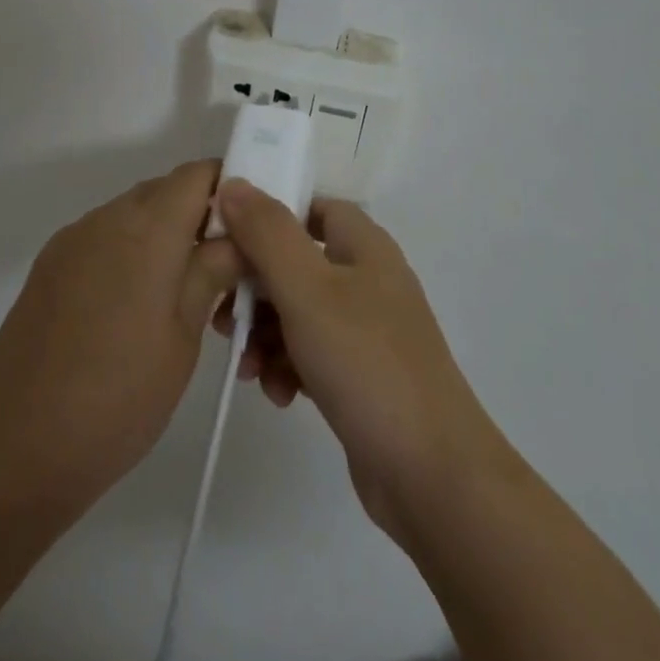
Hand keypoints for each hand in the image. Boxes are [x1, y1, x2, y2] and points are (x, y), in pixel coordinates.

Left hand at [0, 161, 243, 513]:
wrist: (15, 446)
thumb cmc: (118, 397)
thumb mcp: (183, 337)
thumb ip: (211, 272)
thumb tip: (236, 236)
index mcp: (147, 230)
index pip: (197, 174)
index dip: (229, 188)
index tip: (250, 228)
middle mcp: (106, 219)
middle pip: (164, 190)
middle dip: (199, 215)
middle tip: (222, 269)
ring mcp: (72, 240)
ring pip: (131, 214)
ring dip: (162, 235)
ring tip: (178, 295)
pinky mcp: (49, 266)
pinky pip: (102, 237)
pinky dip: (128, 252)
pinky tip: (132, 308)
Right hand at [212, 180, 509, 545]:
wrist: (433, 476)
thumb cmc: (367, 364)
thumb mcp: (307, 289)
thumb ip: (266, 233)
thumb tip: (233, 183)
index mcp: (364, 246)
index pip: (311, 206)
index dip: (269, 216)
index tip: (228, 239)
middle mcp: (367, 280)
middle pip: (297, 262)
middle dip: (256, 288)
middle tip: (226, 316)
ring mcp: (367, 330)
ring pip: (298, 312)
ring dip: (266, 334)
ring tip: (247, 366)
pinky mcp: (361, 375)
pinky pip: (311, 354)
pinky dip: (287, 366)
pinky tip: (277, 393)